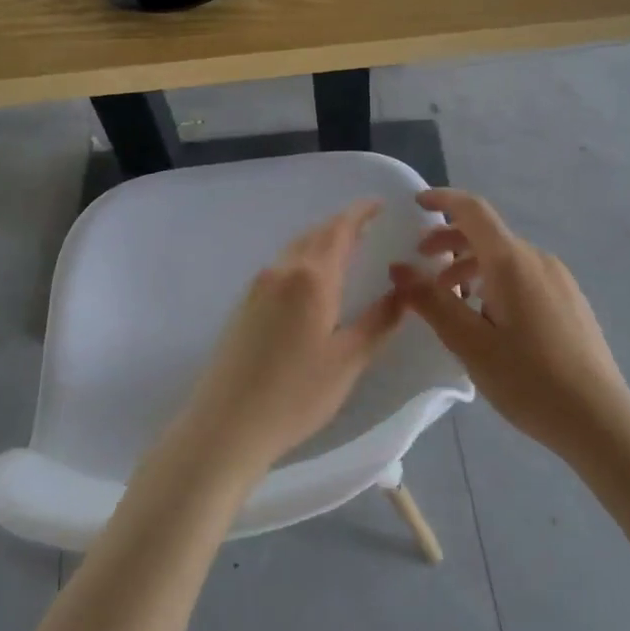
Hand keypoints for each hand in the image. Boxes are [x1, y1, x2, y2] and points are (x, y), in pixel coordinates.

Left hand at [182, 199, 404, 476]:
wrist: (225, 426)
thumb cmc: (295, 395)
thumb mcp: (348, 361)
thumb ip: (379, 321)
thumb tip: (404, 291)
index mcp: (311, 279)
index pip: (339, 230)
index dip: (360, 213)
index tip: (379, 204)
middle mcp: (281, 272)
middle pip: (315, 234)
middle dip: (342, 225)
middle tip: (368, 227)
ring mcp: (257, 287)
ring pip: (295, 249)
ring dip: (321, 241)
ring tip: (345, 250)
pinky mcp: (244, 305)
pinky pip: (281, 266)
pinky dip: (303, 259)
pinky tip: (312, 282)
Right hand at [389, 189, 629, 459]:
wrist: (599, 417)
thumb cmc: (528, 379)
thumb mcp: (470, 343)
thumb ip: (432, 302)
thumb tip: (399, 268)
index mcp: (512, 262)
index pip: (473, 211)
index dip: (443, 200)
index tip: (417, 202)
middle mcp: (538, 259)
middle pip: (488, 235)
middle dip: (450, 242)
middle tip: (421, 264)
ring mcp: (559, 279)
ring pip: (506, 258)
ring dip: (472, 267)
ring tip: (451, 301)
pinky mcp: (570, 300)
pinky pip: (525, 276)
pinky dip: (496, 281)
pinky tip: (489, 319)